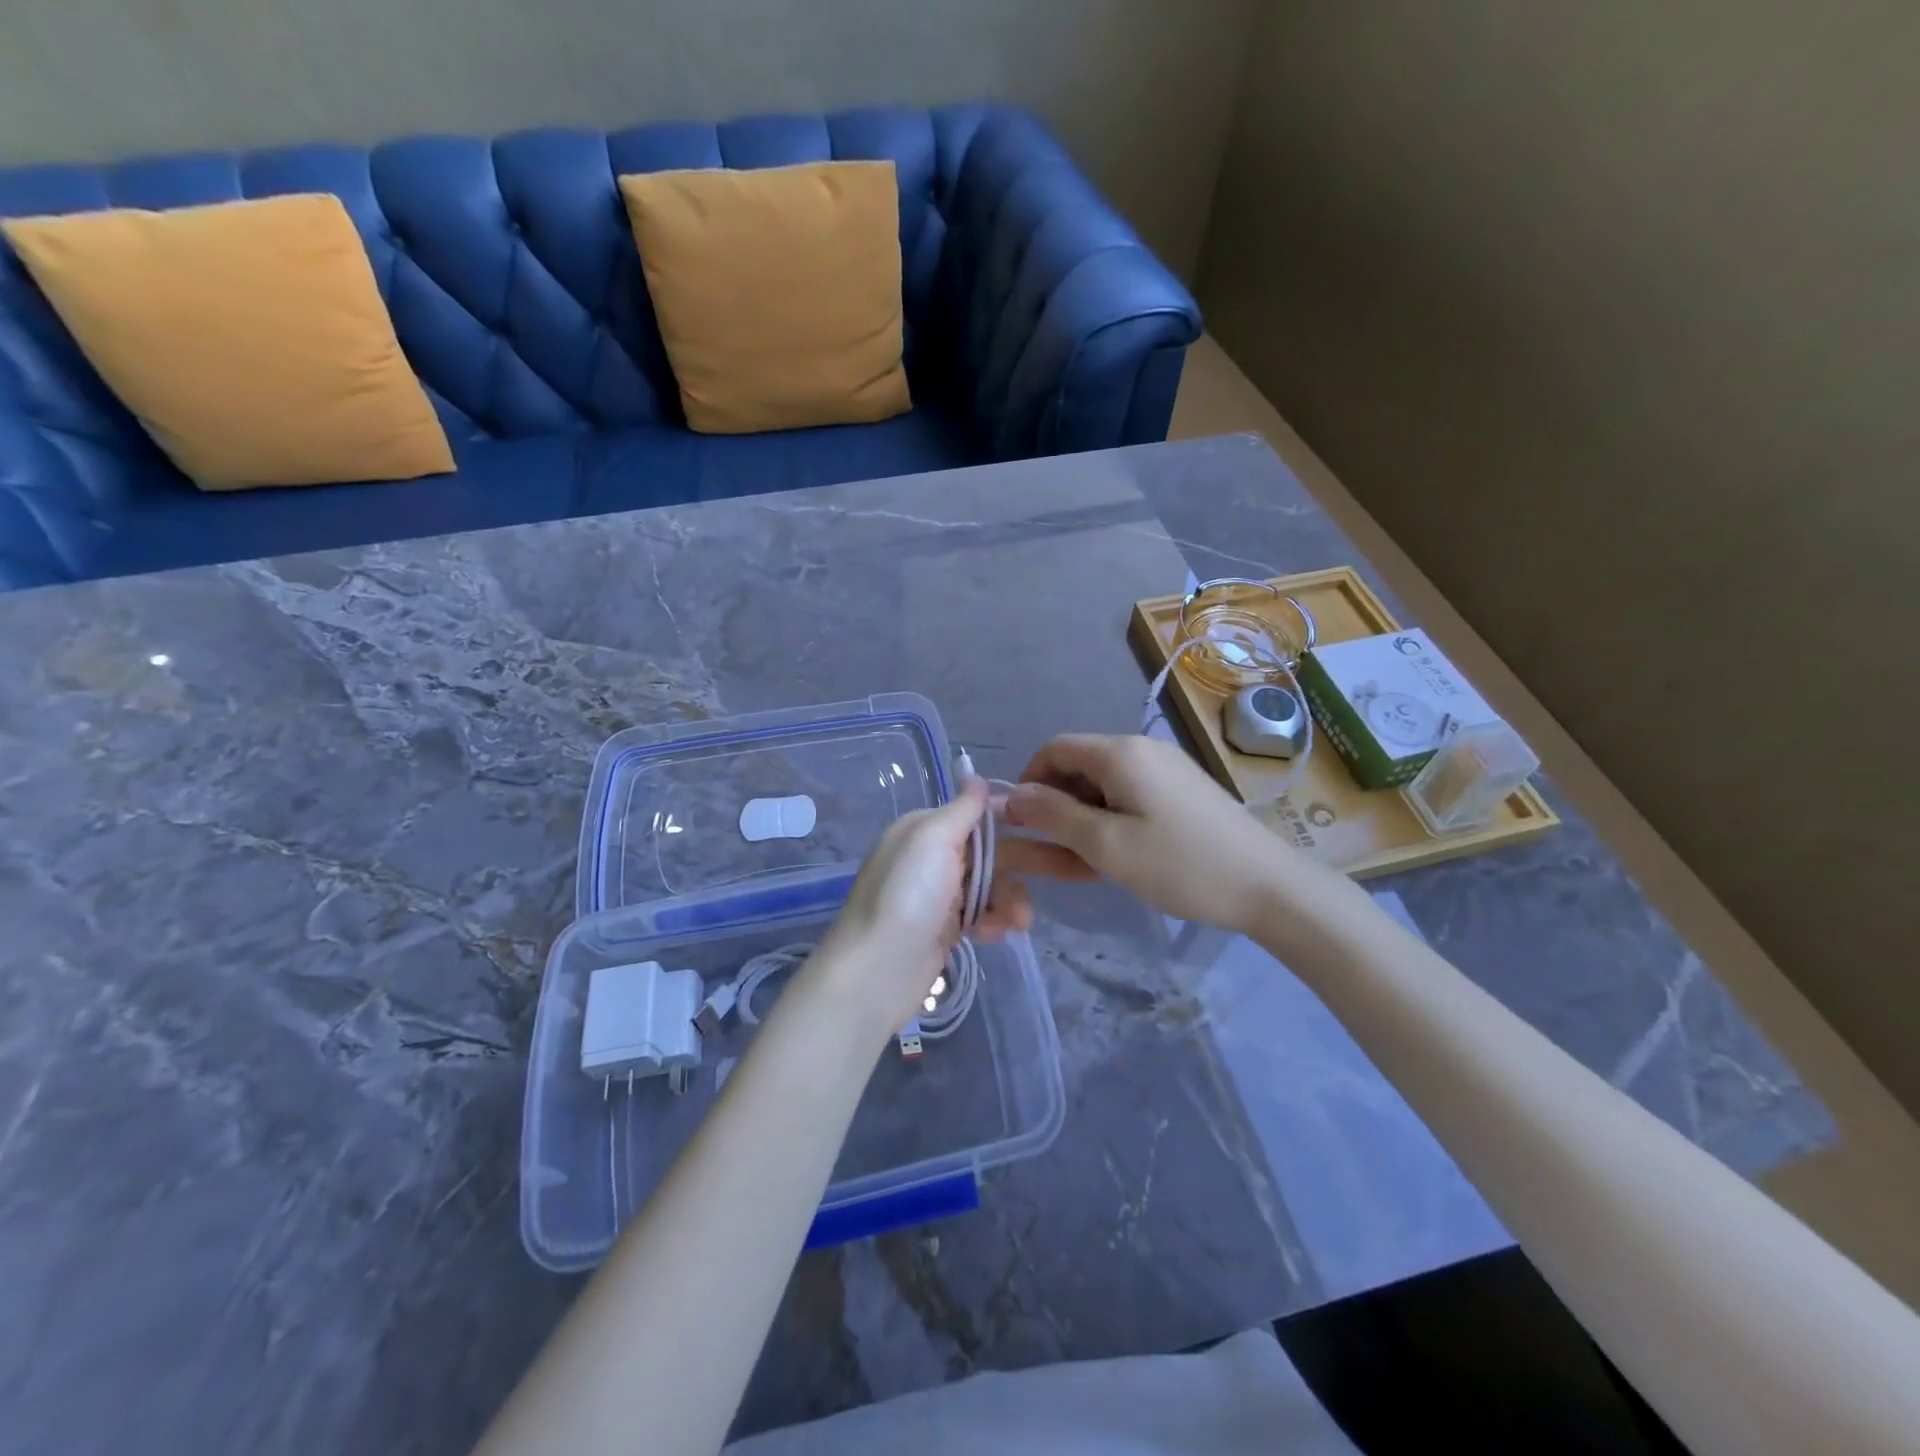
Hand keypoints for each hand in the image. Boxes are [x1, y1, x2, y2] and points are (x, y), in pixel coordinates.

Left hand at [808, 777, 1032, 1038]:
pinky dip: (993, 921)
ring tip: (1020, 921)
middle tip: (1069, 870)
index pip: (975, 814)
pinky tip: (995, 934)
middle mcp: (930, 858)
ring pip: (990, 886)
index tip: (1050, 822)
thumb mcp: (932, 839)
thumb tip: (976, 776)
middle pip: (989, 851)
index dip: (1011, 817)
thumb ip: (961, 809)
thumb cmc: (908, 895)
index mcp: (924, 830)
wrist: (878, 971)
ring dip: (1010, 899)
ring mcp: (937, 896)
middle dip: (1024, 863)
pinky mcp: (944, 930)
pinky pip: (981, 915)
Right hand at [1004, 733, 1327, 934]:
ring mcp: (1166, 769)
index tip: (1023, 825)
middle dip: (1056, 805)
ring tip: (1082, 863)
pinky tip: (1116, 856)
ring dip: (1082, 818)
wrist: (1268, 886)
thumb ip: (1054, 817)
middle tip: (1050, 854)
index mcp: (1120, 752)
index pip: (1054, 749)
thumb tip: (1013, 796)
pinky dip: (1111, 821)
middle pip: (1079, 766)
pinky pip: (1130, 797)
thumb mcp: (1106, 845)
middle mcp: (1141, 749)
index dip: (1030, 782)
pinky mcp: (1182, 791)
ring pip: (1103, 786)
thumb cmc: (1180, 865)